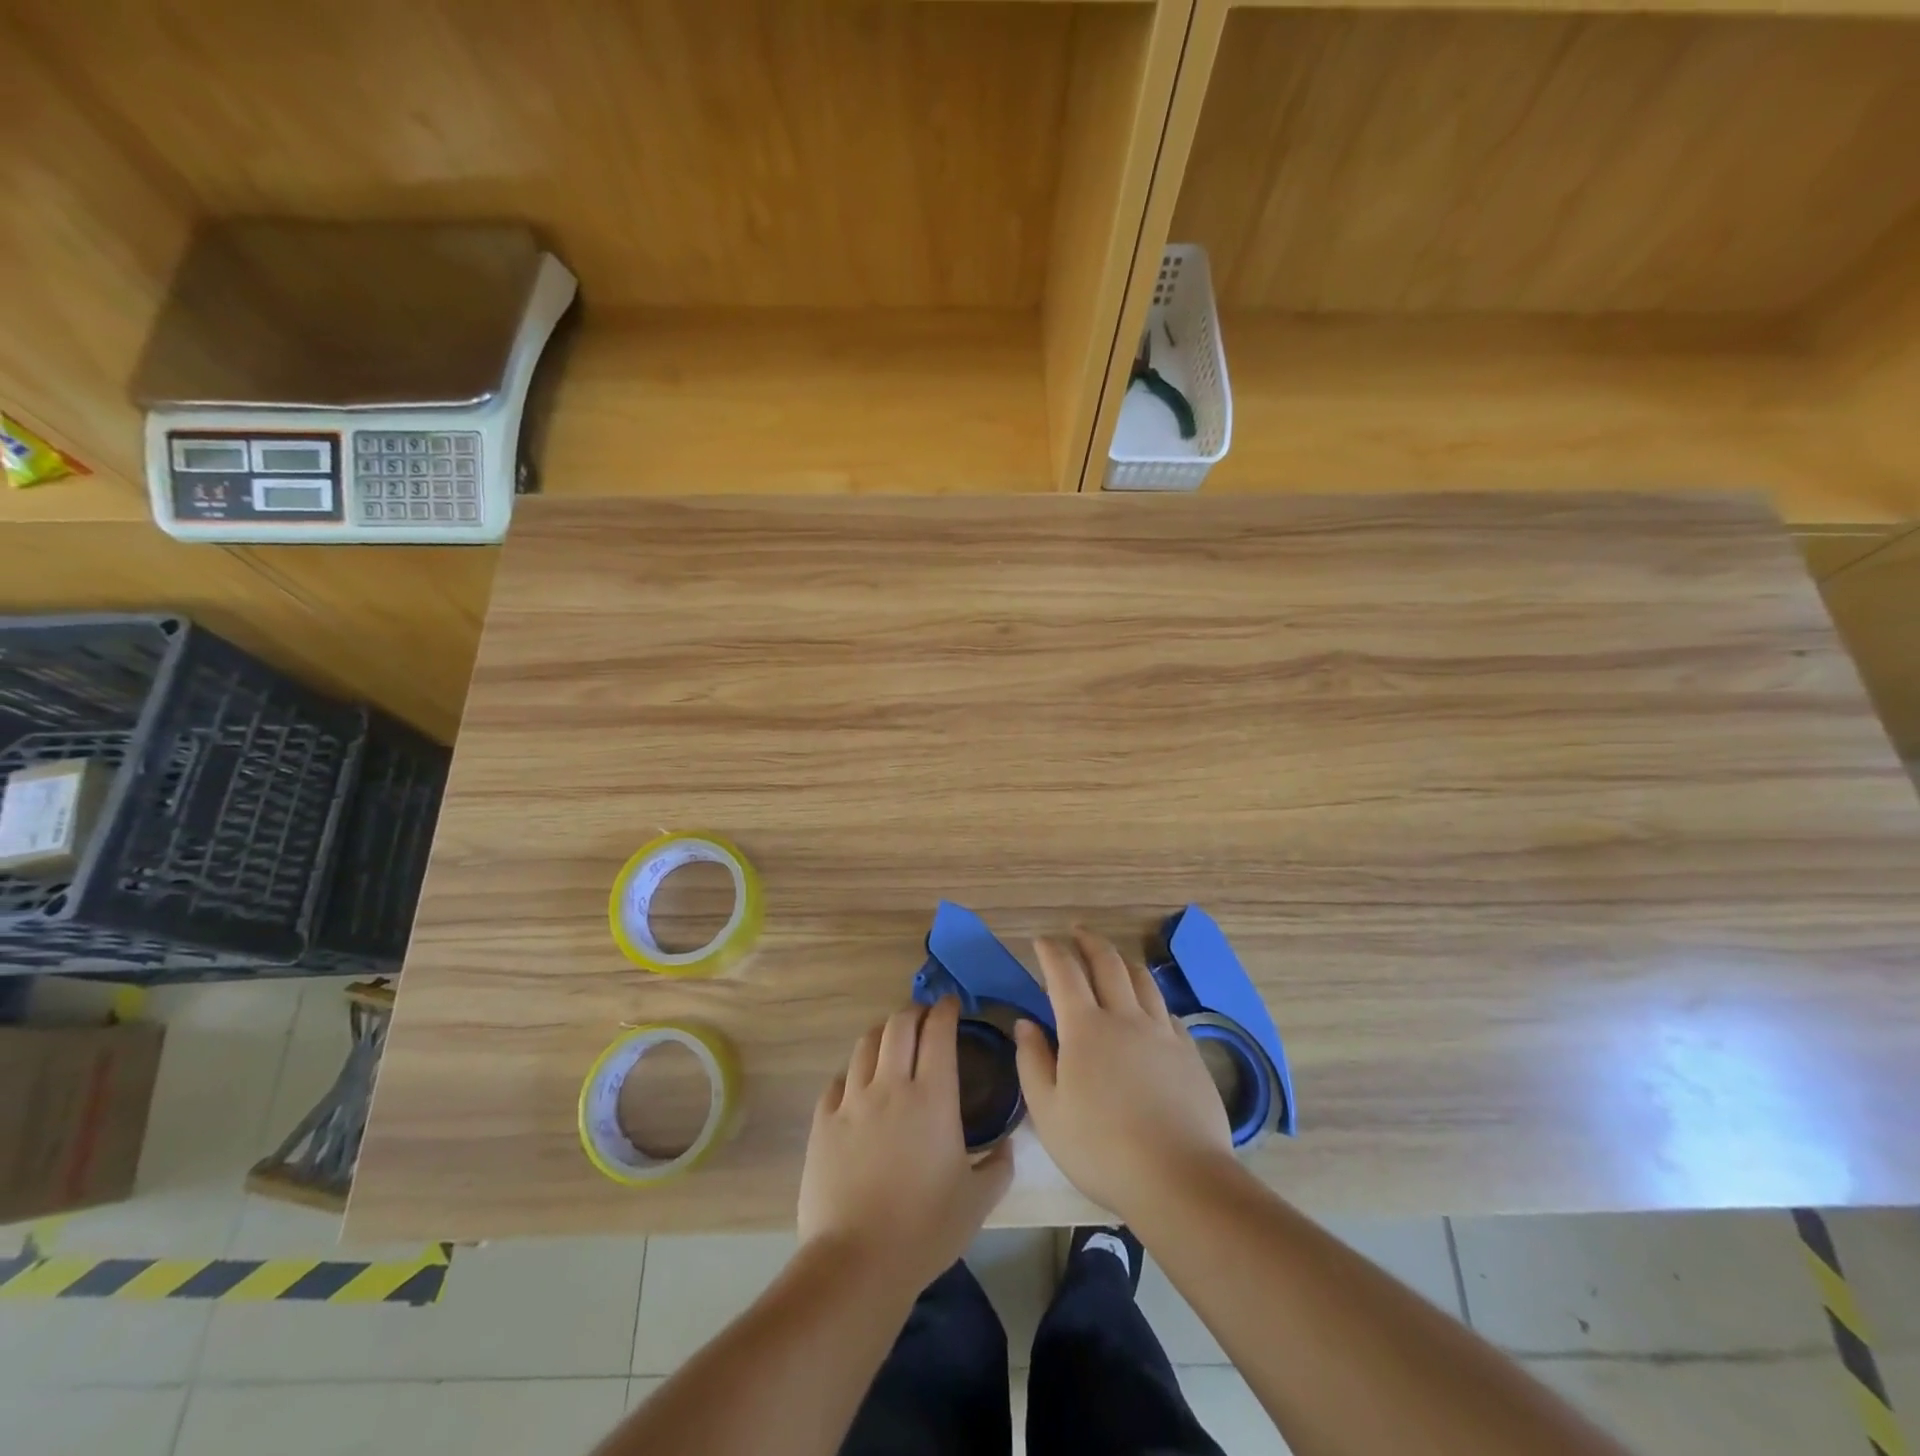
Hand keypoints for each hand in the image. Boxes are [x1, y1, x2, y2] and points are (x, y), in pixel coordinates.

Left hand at [798, 997, 1013, 1293]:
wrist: (857, 1262)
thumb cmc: (925, 1230)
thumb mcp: (977, 1202)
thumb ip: (999, 1166)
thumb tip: (1009, 1145)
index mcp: (932, 1097)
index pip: (938, 1032)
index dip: (945, 1010)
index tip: (951, 1004)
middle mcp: (891, 1086)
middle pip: (899, 1025)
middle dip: (914, 1011)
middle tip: (924, 1017)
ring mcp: (852, 1100)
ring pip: (866, 1044)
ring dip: (883, 1033)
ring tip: (891, 1040)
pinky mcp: (824, 1120)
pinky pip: (838, 1080)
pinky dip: (854, 1072)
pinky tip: (859, 1084)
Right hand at [1014, 928, 1233, 1219]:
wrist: (1180, 1178)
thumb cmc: (1101, 1149)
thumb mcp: (1048, 1113)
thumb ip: (1032, 1062)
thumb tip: (1026, 1023)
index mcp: (1085, 1028)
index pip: (1064, 973)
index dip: (1051, 952)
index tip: (1041, 941)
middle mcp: (1125, 1017)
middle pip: (1107, 963)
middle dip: (1088, 941)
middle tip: (1077, 931)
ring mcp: (1162, 1032)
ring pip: (1142, 979)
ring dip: (1122, 960)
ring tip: (1112, 958)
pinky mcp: (1189, 1052)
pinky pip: (1166, 1010)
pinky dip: (1151, 997)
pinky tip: (1149, 1007)